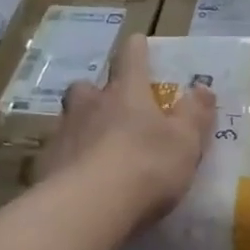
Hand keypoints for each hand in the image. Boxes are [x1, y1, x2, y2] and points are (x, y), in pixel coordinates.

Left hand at [38, 34, 213, 225]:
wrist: (87, 208)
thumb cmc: (146, 166)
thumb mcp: (185, 142)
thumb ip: (195, 115)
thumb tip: (203, 88)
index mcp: (126, 93)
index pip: (131, 59)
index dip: (136, 50)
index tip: (138, 41)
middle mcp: (90, 105)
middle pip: (88, 88)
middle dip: (98, 92)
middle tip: (111, 105)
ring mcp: (64, 135)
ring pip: (71, 120)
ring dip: (84, 127)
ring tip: (97, 147)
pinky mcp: (47, 166)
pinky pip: (62, 155)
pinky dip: (73, 161)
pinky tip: (83, 179)